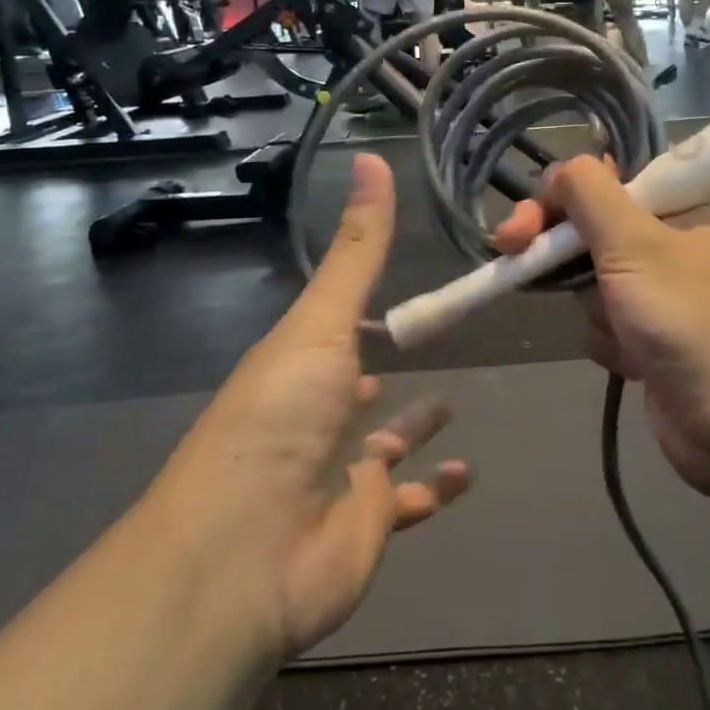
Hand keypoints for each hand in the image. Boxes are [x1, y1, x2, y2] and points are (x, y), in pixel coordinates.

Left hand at [149, 155, 468, 659]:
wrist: (242, 553)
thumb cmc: (280, 418)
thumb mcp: (321, 320)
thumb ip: (358, 248)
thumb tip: (370, 156)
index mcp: (298, 366)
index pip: (335, 330)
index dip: (361, 312)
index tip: (398, 291)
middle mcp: (315, 417)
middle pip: (357, 387)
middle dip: (385, 368)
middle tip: (428, 342)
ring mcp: (338, 474)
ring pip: (382, 444)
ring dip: (413, 426)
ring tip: (452, 401)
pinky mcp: (363, 526)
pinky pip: (405, 502)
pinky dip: (435, 489)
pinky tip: (466, 471)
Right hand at [493, 157, 709, 502]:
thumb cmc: (692, 318)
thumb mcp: (635, 243)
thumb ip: (590, 194)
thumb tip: (561, 169)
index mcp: (693, 202)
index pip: (617, 175)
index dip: (570, 188)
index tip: (535, 209)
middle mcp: (682, 239)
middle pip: (598, 225)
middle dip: (559, 246)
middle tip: (511, 248)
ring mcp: (668, 291)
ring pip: (594, 278)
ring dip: (595, 305)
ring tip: (624, 331)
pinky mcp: (655, 336)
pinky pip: (607, 320)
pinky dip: (611, 339)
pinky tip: (633, 361)